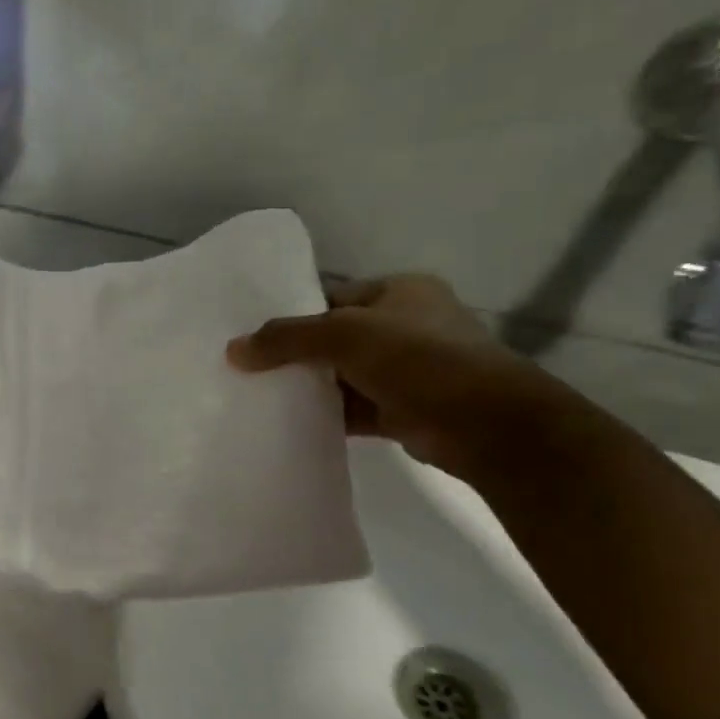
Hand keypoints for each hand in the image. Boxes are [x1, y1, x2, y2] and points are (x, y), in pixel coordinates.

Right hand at [226, 274, 560, 476]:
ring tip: (254, 394)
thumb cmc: (420, 359)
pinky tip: (285, 422)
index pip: (332, 296)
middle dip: (293, 352)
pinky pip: (350, 408)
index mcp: (399, 292)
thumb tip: (233, 350)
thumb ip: (287, 339)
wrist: (486, 425)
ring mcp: (405, 371)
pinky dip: (323, 414)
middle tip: (245, 365)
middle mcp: (404, 326)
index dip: (291, 311)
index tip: (250, 331)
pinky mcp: (401, 410)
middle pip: (332, 336)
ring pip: (340, 375)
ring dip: (306, 386)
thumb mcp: (344, 335)